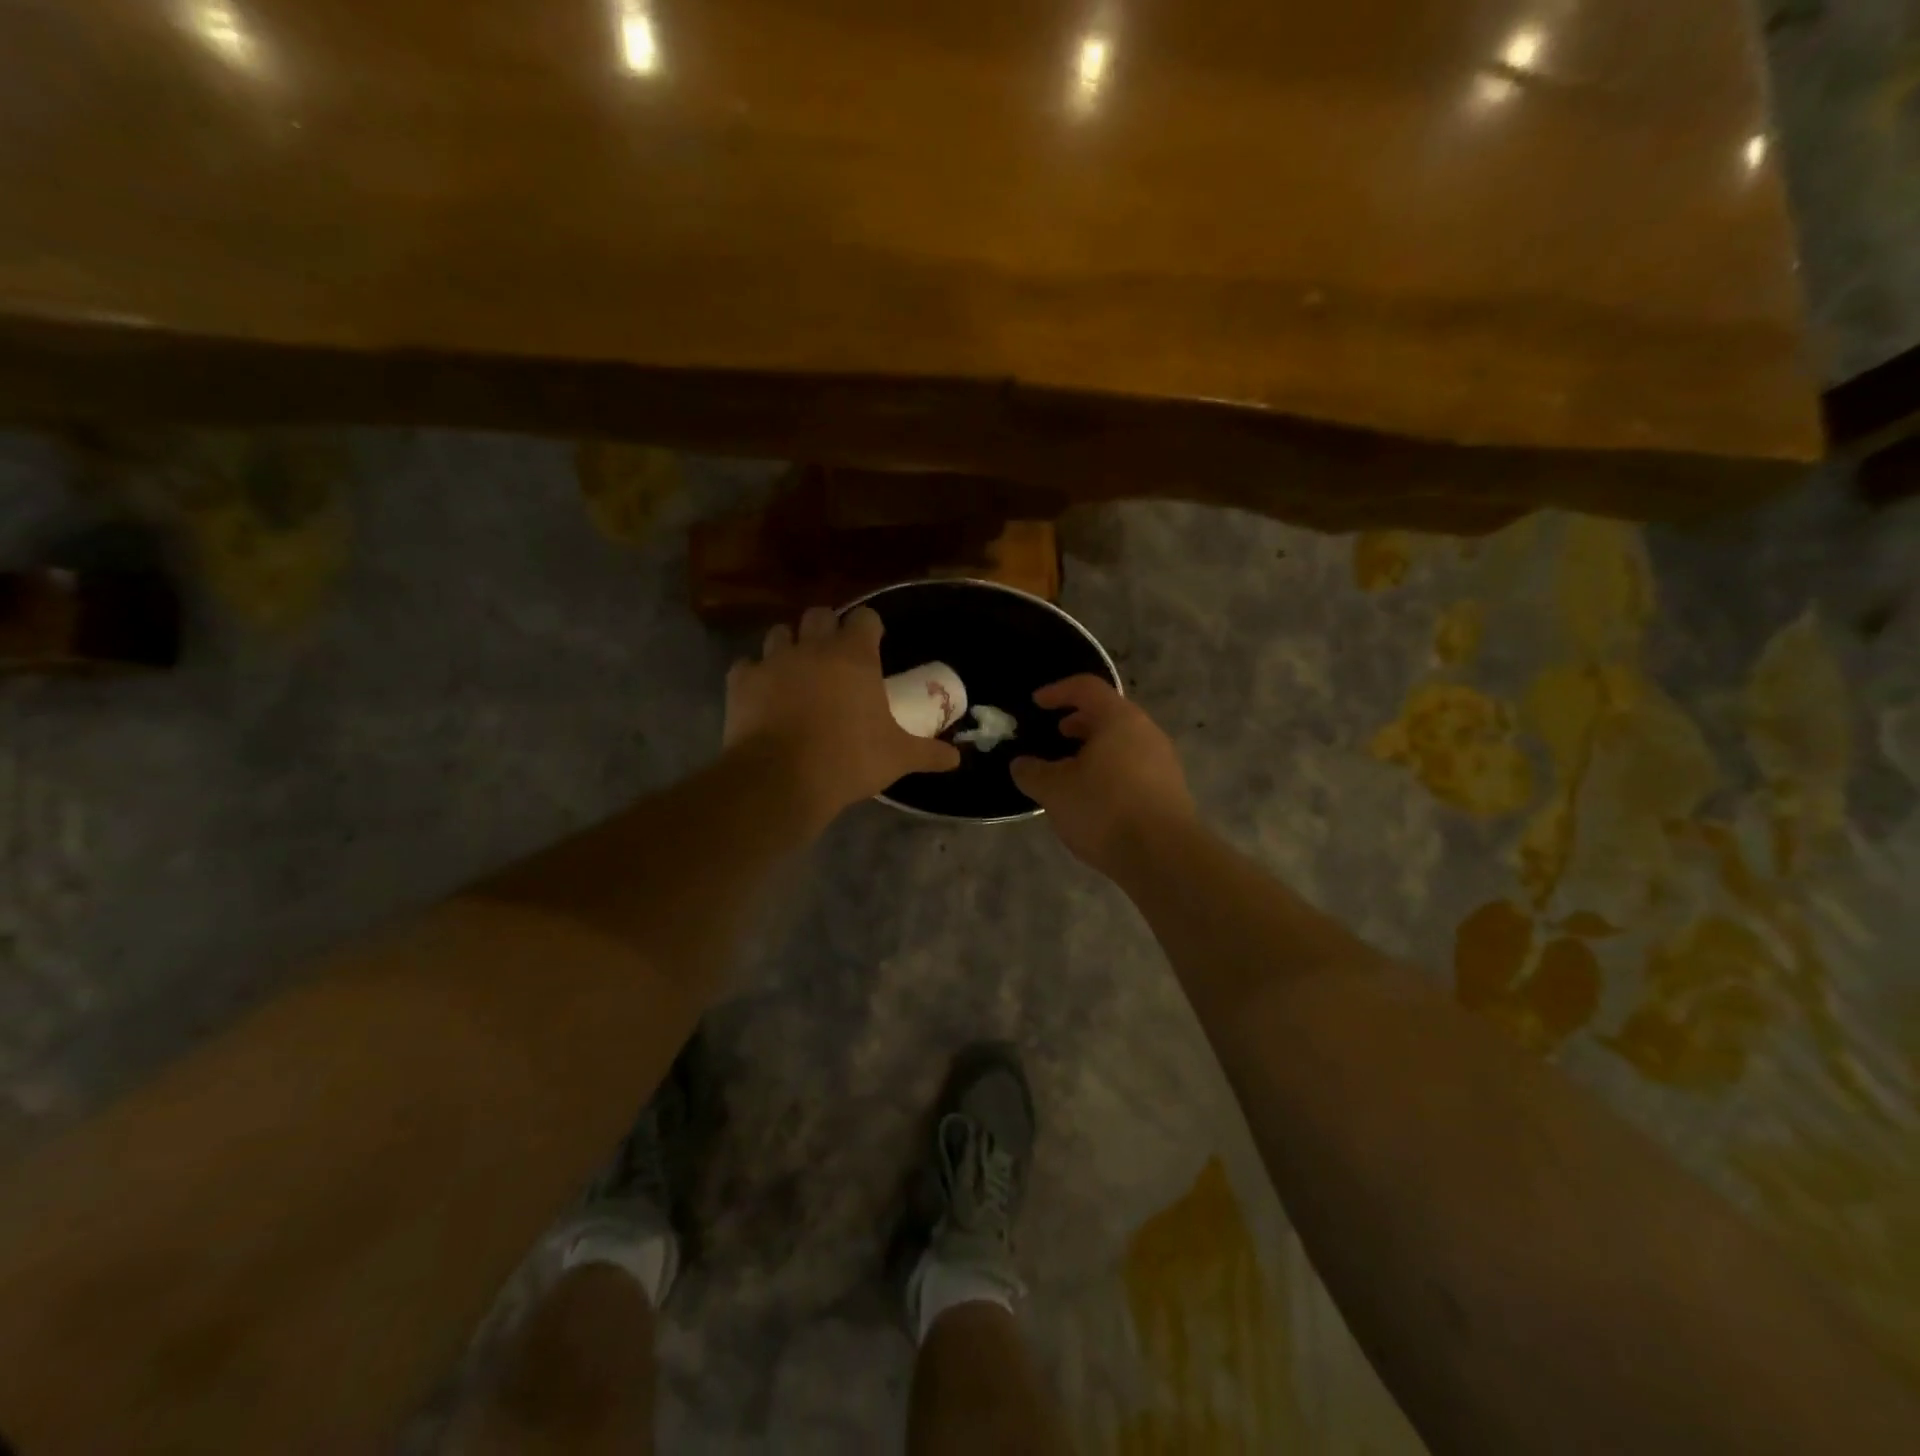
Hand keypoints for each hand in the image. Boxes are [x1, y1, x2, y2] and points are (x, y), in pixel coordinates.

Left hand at [725, 605, 959, 824]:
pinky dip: (756, 675)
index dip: (870, 628)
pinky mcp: (741, 681)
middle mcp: (813, 647)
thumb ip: (928, 752)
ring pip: (780, 633)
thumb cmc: (848, 759)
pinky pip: (747, 666)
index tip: (874, 645)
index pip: (865, 618)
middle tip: (834, 656)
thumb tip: (956, 759)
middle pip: (819, 614)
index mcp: (854, 655)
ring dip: (790, 645)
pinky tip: (763, 694)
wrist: (782, 779)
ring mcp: (773, 661)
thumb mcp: (897, 757)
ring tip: (797, 671)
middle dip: (827, 628)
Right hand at [1010, 676, 1196, 873]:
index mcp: (1119, 719)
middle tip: (1055, 735)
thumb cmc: (1104, 809)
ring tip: (1071, 770)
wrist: (1164, 856)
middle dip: (1078, 721)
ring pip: (1123, 741)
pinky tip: (1094, 797)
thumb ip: (1032, 772)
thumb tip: (1021, 764)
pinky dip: (1110, 769)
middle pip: (1109, 713)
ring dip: (1094, 748)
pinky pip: (1134, 766)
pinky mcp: (1170, 789)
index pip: (1086, 688)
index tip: (1036, 703)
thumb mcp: (1054, 791)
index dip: (1058, 691)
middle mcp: (1146, 731)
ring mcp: (1163, 760)